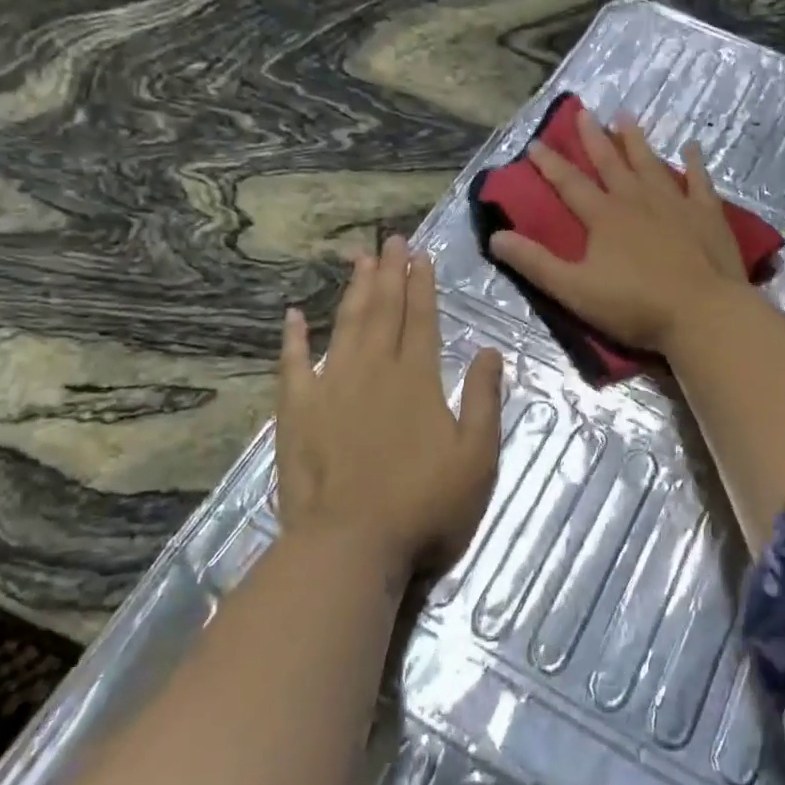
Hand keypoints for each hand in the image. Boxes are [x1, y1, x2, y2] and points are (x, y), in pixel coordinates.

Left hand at [276, 236, 503, 577]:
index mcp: (418, 379)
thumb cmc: (425, 505)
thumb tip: (491, 350)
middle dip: (390, 272)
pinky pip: (293, 365)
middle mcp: (375, 371)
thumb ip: (485, 399)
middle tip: (391, 239)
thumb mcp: (478, 457)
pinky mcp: (297, 412)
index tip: (421, 255)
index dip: (422, 285)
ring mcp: (332, 388)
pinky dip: (294, 339)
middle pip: (384, 311)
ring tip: (360, 258)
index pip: (422, 319)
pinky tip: (294, 315)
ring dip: (354, 291)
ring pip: (346, 326)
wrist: (350, 546)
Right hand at [490, 110, 749, 355]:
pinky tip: (691, 147)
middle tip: (583, 111)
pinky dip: (694, 163)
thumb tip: (495, 235)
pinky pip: (699, 180)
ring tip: (625, 116)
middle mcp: (637, 200)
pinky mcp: (707, 214)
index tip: (535, 143)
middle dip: (593, 137)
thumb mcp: (574, 290)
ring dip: (636, 140)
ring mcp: (675, 203)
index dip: (550, 164)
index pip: (570, 184)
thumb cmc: (636, 306)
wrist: (703, 314)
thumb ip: (535, 263)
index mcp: (604, 217)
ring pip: (650, 163)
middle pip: (610, 162)